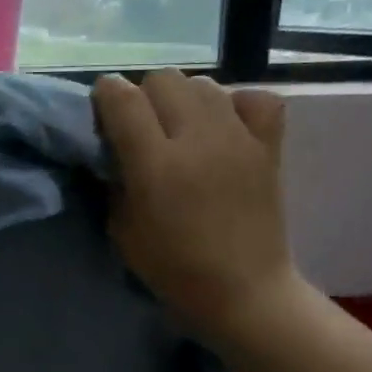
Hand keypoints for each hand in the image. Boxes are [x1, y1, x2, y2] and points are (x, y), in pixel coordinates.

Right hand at [92, 69, 302, 346]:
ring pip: (203, 83)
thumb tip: (114, 146)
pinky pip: (255, 98)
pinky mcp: (269, 146)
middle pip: (163, 79)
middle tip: (141, 126)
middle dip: (143, 95)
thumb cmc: (172, 268)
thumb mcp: (121, 228)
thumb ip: (114, 179)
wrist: (244, 291)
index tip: (101, 109)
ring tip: (181, 127)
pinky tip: (224, 126)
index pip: (122, 98)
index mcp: (155, 164)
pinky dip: (235, 104)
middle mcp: (197, 139)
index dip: (105, 94)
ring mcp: (238, 138)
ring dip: (183, 98)